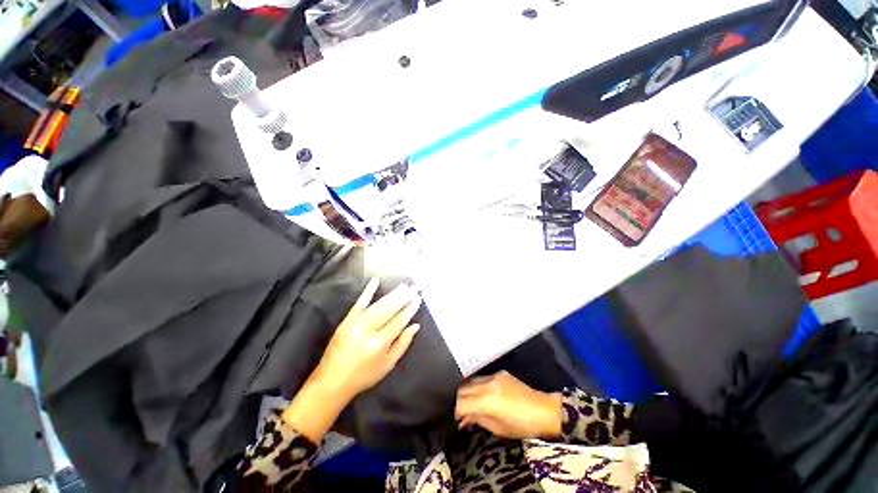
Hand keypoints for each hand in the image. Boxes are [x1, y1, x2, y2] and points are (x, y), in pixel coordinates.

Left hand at [283, 279, 421, 442]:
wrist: (331, 382)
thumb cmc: (364, 376)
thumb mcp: (388, 365)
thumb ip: (403, 343)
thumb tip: (415, 325)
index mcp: (379, 343)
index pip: (399, 321)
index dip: (409, 309)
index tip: (418, 299)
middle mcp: (367, 330)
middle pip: (389, 309)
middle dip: (403, 297)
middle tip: (414, 287)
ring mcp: (355, 323)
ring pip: (378, 305)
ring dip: (392, 294)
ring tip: (404, 286)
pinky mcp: (346, 320)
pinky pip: (359, 303)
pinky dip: (368, 291)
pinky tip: (375, 280)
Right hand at [455, 371, 562, 439]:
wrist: (543, 410)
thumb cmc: (522, 426)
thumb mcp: (498, 429)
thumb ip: (478, 419)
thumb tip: (464, 417)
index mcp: (488, 401)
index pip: (462, 402)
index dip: (457, 411)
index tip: (458, 418)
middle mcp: (488, 384)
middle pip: (463, 388)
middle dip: (460, 400)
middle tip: (462, 412)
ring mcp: (494, 376)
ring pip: (471, 380)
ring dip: (467, 392)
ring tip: (471, 403)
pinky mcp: (500, 372)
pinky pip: (482, 378)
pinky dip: (478, 386)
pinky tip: (482, 395)